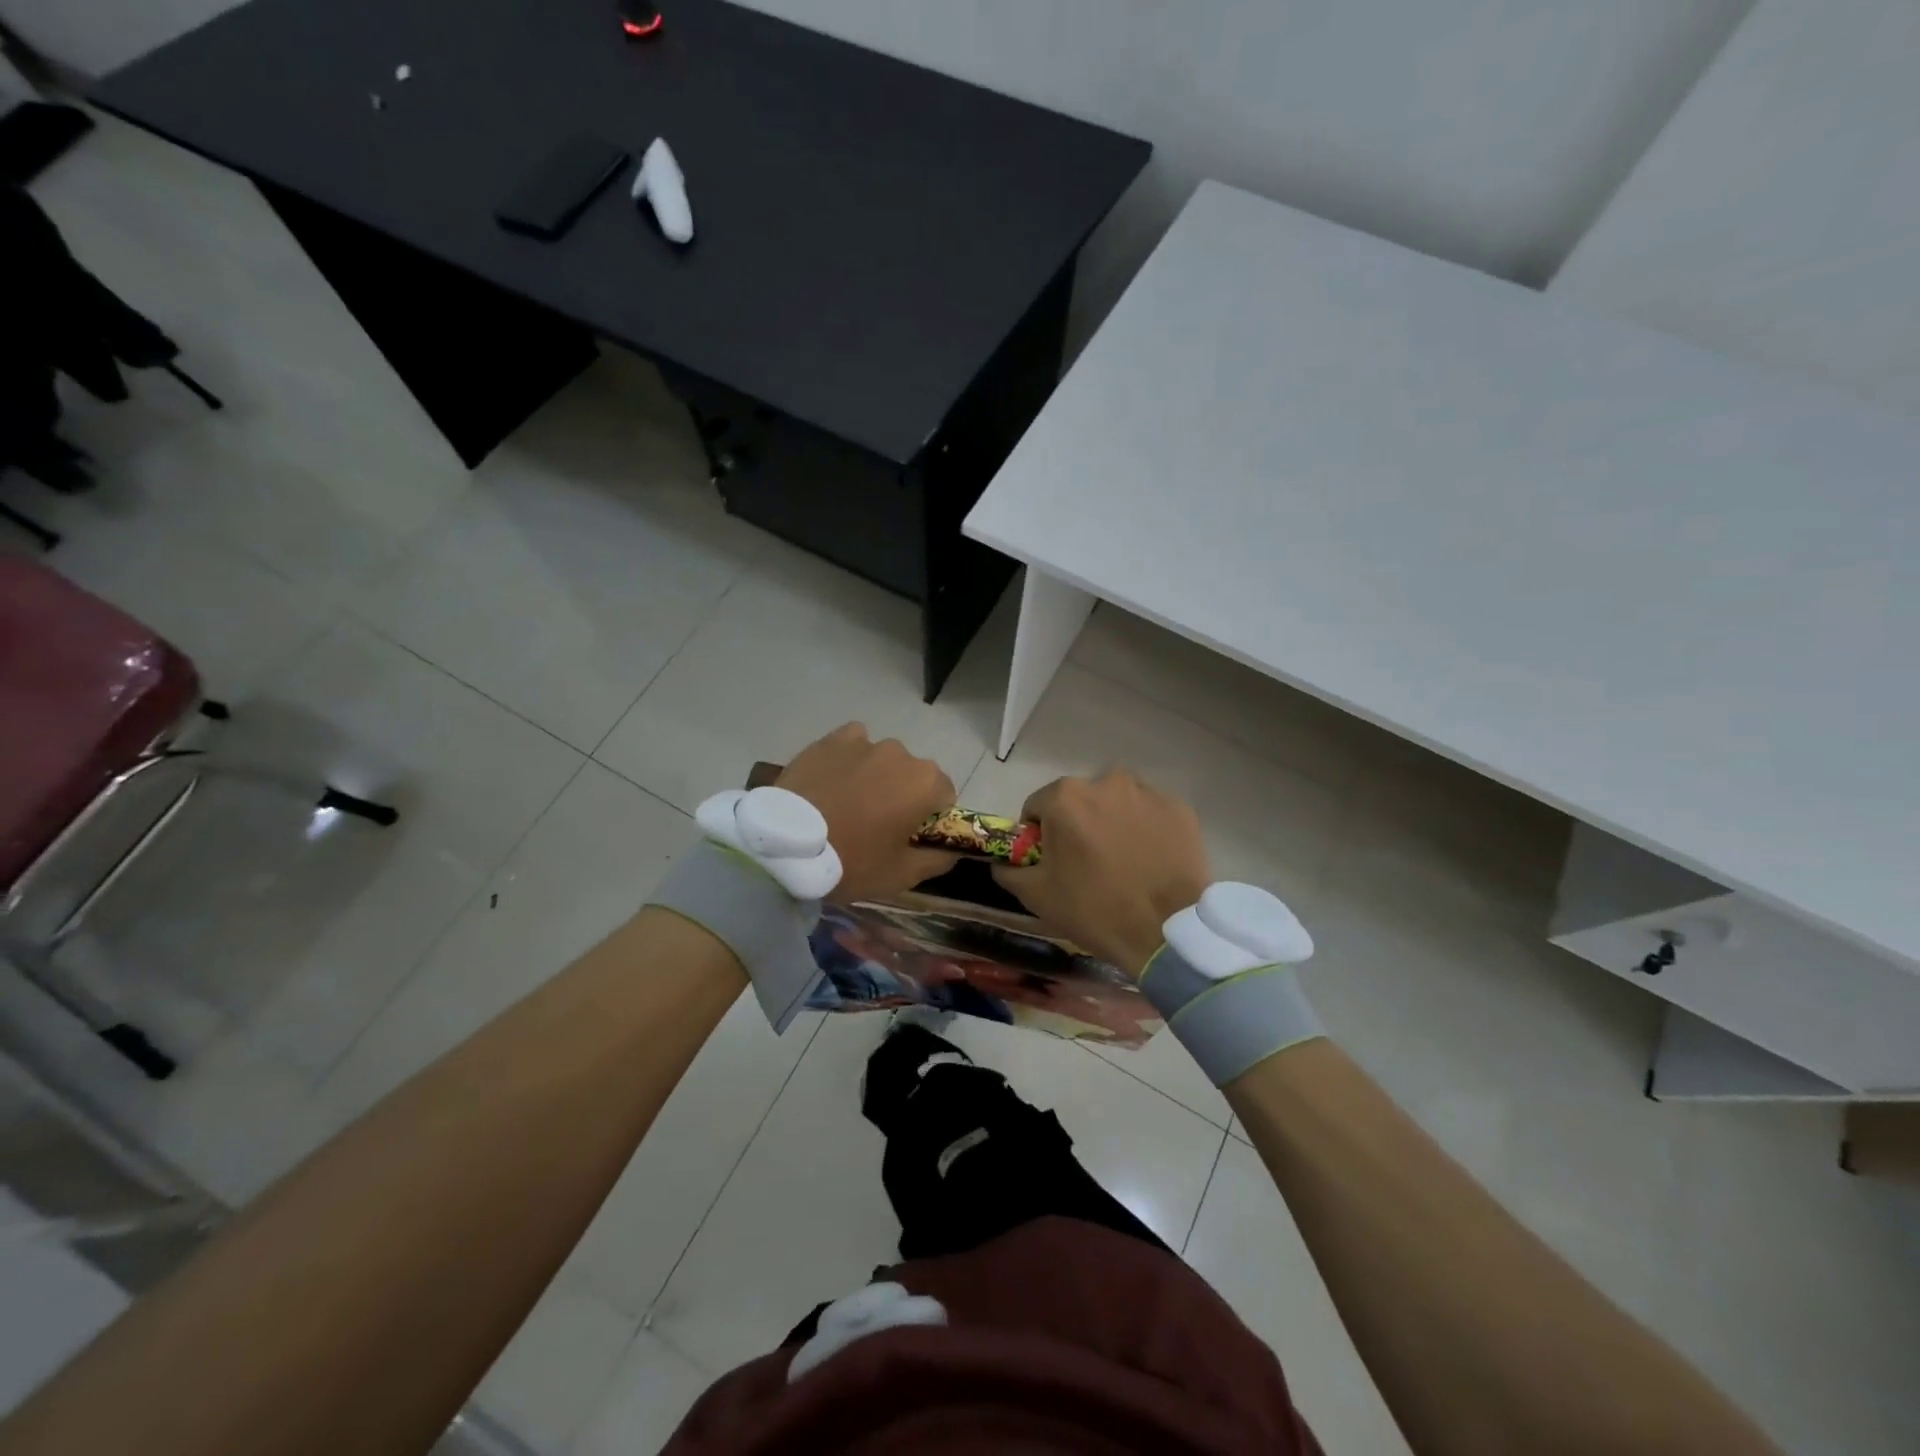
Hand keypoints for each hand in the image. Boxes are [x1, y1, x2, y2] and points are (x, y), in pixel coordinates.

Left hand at [776, 724, 958, 901]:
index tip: (907, 837)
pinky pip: (852, 744)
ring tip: (847, 804)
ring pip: (882, 759)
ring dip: (875, 777)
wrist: (786, 846)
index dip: (929, 818)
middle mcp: (901, 754)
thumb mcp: (902, 875)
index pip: (944, 796)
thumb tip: (953, 850)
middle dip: (901, 794)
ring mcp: (865, 742)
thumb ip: (938, 859)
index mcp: (926, 783)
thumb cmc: (852, 862)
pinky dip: (849, 759)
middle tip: (874, 824)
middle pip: (913, 775)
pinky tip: (833, 781)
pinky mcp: (831, 740)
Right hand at [992, 771, 1209, 976]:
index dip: (1039, 834)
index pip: (1038, 807)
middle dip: (1078, 824)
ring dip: (1112, 822)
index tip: (1050, 861)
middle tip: (1087, 863)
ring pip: (1116, 802)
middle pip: (1079, 800)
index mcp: (1065, 797)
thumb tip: (1001, 862)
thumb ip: (1008, 870)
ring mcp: (1147, 792)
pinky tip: (1150, 858)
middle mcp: (1105, 781)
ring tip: (1123, 860)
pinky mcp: (1179, 808)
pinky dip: (1146, 828)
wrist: (1166, 932)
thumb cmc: (1094, 909)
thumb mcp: (1036, 895)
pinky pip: (1150, 812)